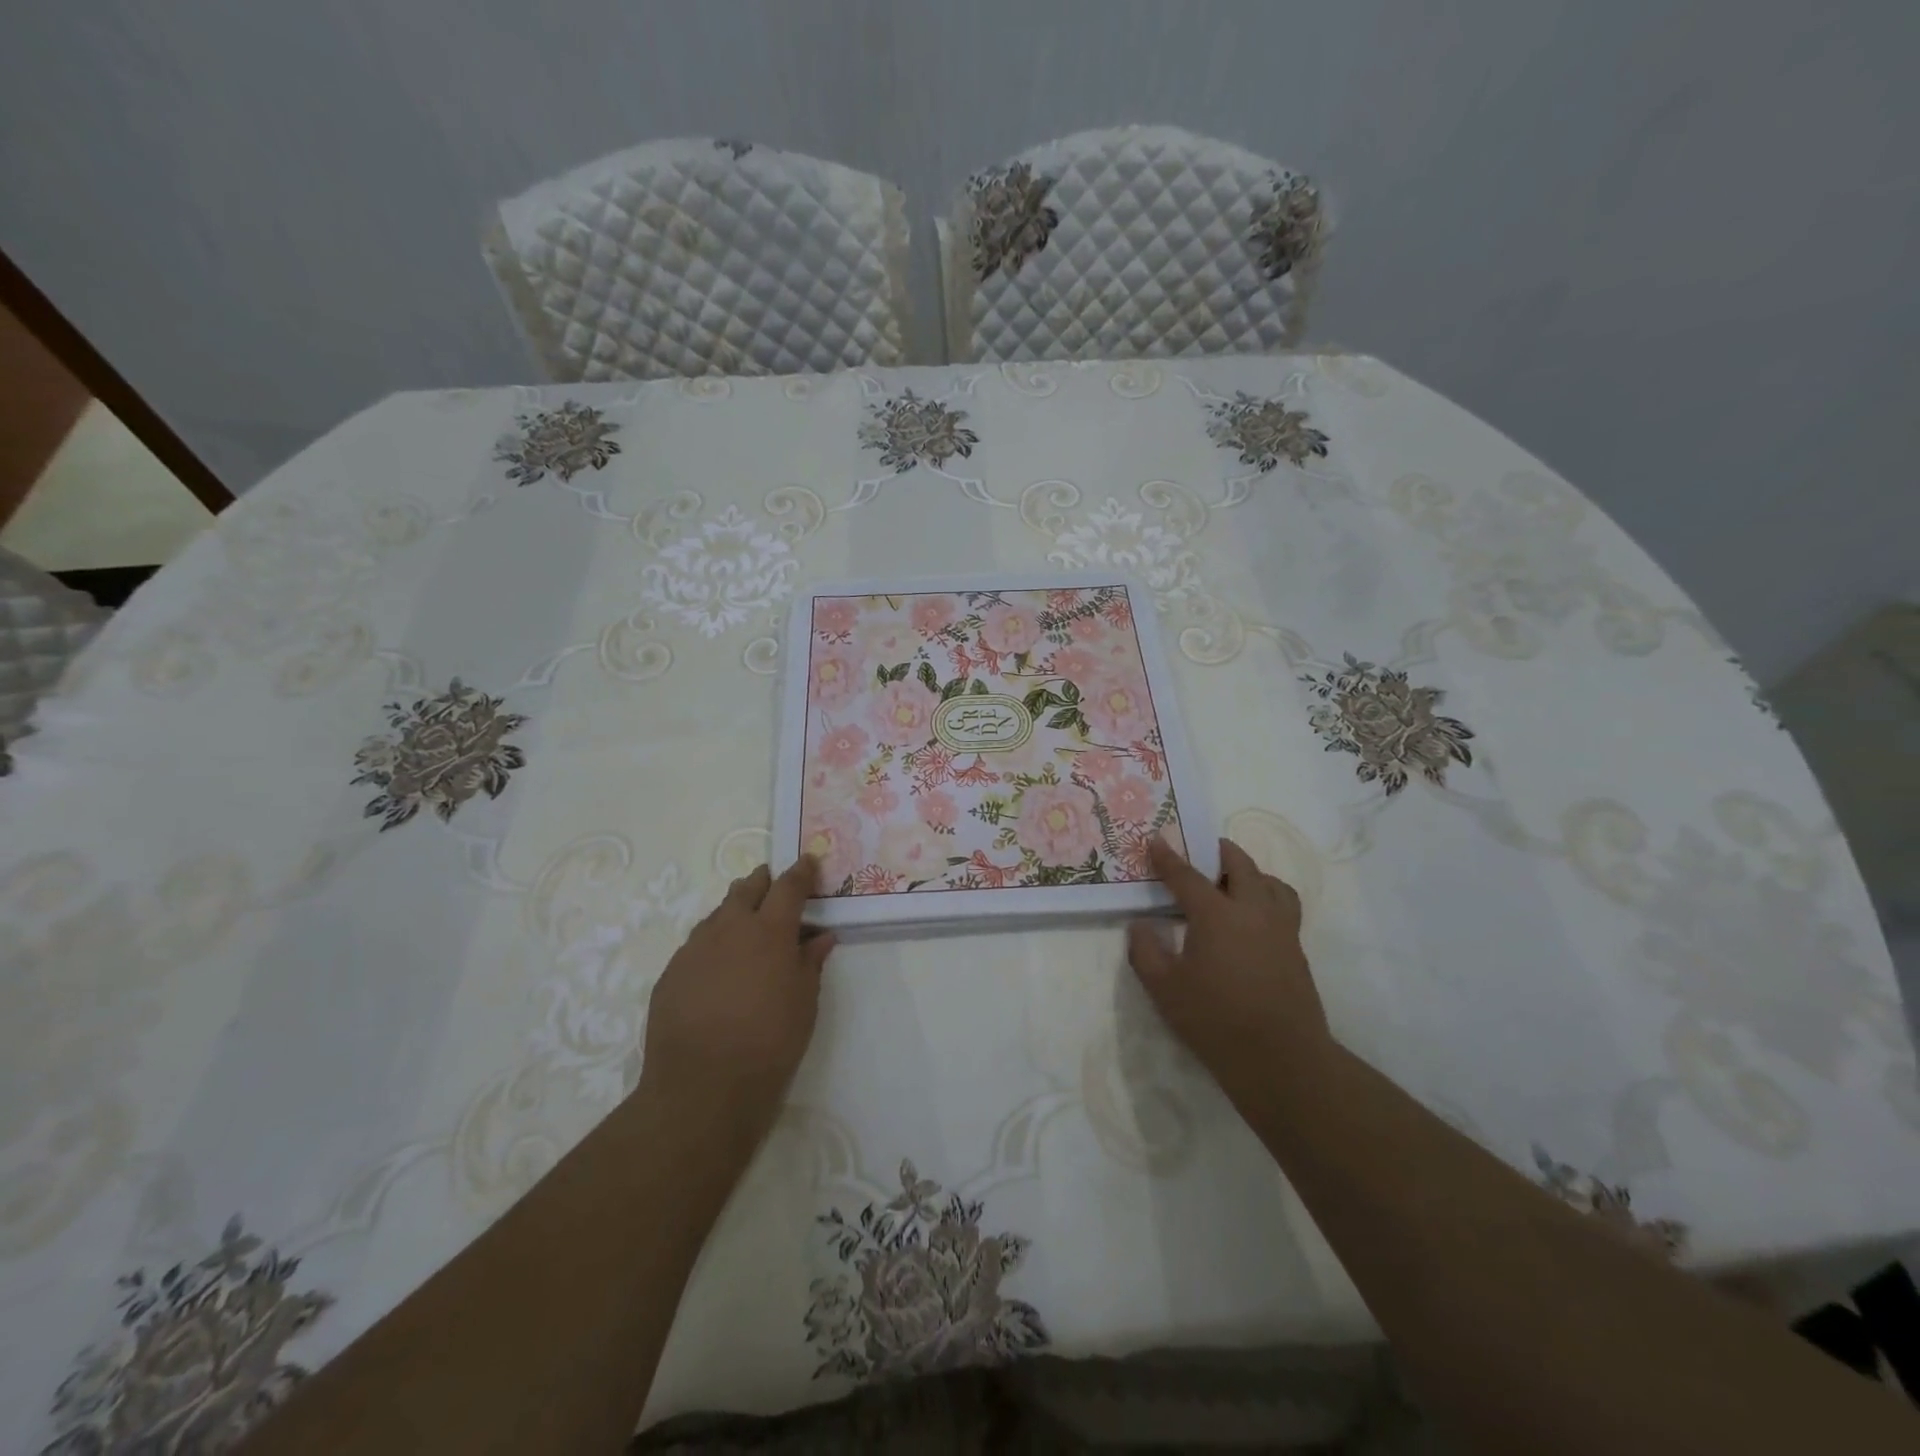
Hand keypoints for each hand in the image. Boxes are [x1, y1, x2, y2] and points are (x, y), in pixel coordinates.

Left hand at [638, 857, 833, 1155]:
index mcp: (770, 930)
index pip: (789, 886)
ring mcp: (695, 948)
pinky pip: (697, 943)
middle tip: (773, 886)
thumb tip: (820, 937)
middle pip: (747, 888)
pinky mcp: (671, 972)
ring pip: (718, 913)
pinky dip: (714, 942)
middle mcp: (730, 928)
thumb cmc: (769, 1043)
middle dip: (763, 882)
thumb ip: (811, 962)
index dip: (802, 871)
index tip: (809, 861)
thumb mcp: (804, 1002)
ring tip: (746, 925)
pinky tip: (718, 966)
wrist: (702, 1086)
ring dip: (735, 910)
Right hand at [1127, 837, 1330, 1109]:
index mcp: (1217, 914)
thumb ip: (1145, 950)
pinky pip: (1284, 906)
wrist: (1281, 1059)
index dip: (1167, 857)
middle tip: (1203, 849)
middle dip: (1219, 851)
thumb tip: (1141, 925)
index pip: (1187, 876)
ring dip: (1250, 873)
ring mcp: (1281, 929)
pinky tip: (1252, 919)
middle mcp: (1253, 910)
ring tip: (1233, 882)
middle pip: (1240, 865)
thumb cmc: (1215, 1020)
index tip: (1155, 840)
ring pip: (1271, 883)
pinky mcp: (1296, 950)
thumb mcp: (1163, 988)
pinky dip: (1267, 897)